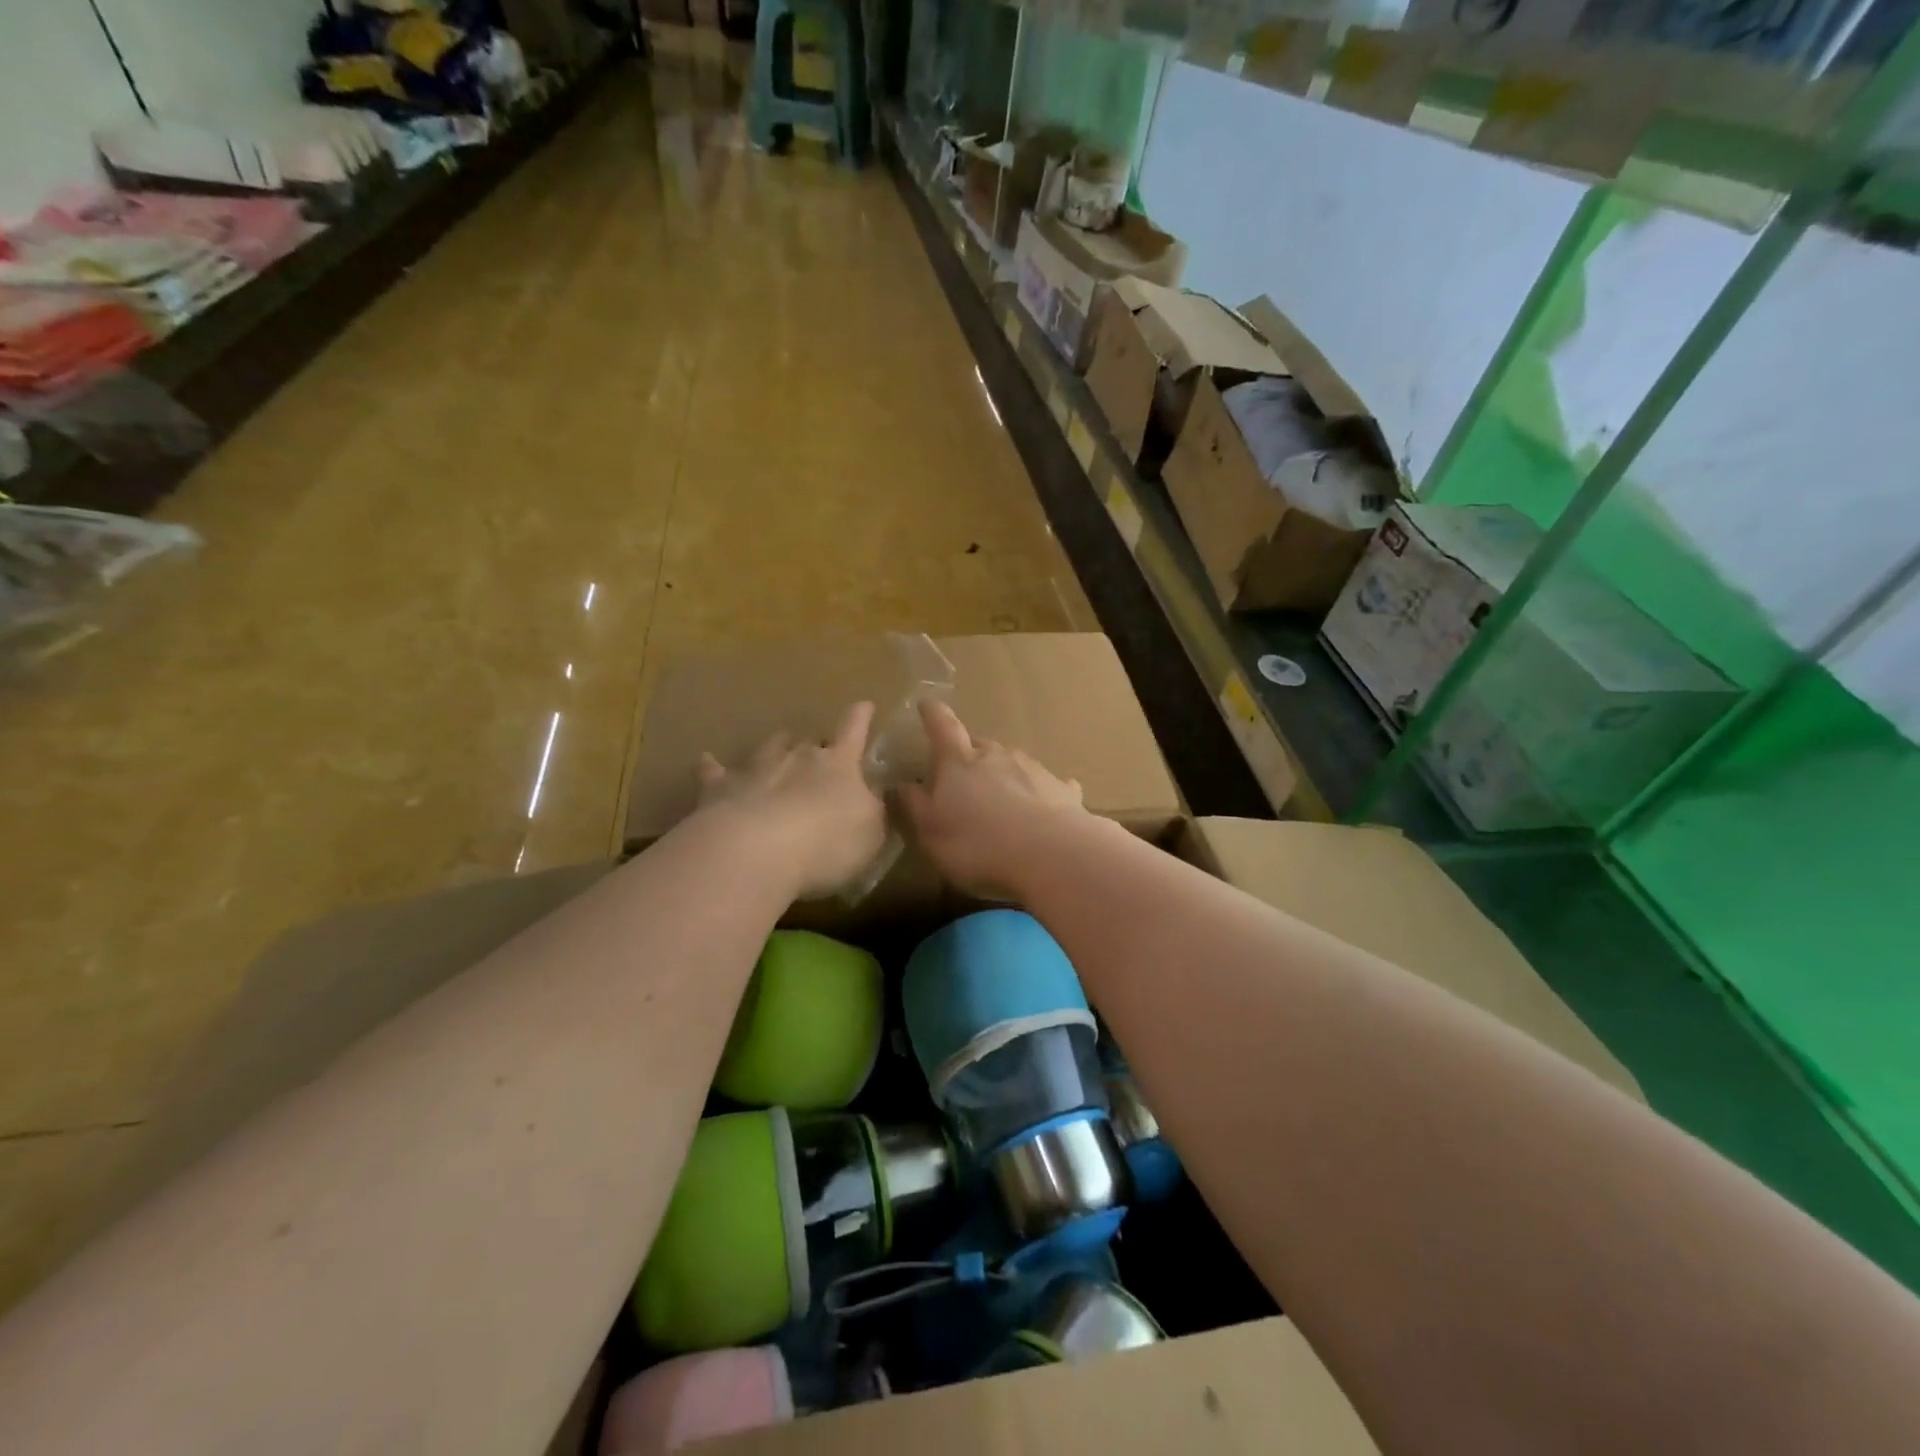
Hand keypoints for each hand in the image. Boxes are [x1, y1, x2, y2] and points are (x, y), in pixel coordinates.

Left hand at [696, 702, 887, 898]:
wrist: (757, 850)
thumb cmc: (828, 842)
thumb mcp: (871, 833)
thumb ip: (873, 810)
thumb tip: (874, 794)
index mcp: (839, 765)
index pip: (854, 732)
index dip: (860, 718)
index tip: (864, 704)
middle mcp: (798, 757)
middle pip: (808, 741)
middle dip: (814, 745)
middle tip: (817, 754)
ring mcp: (757, 768)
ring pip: (768, 747)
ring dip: (775, 747)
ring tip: (777, 747)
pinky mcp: (720, 788)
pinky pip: (715, 771)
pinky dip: (713, 767)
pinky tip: (705, 761)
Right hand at [898, 701, 1086, 899]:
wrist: (1051, 855)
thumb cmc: (978, 844)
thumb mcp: (930, 832)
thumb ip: (913, 805)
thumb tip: (898, 784)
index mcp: (958, 761)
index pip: (941, 726)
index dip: (932, 714)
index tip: (926, 703)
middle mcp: (996, 755)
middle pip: (978, 744)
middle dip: (968, 753)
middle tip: (961, 773)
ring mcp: (1032, 768)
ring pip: (1011, 761)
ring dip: (1002, 773)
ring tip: (999, 796)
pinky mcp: (1061, 789)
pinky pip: (1047, 784)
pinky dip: (1040, 791)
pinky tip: (1044, 805)